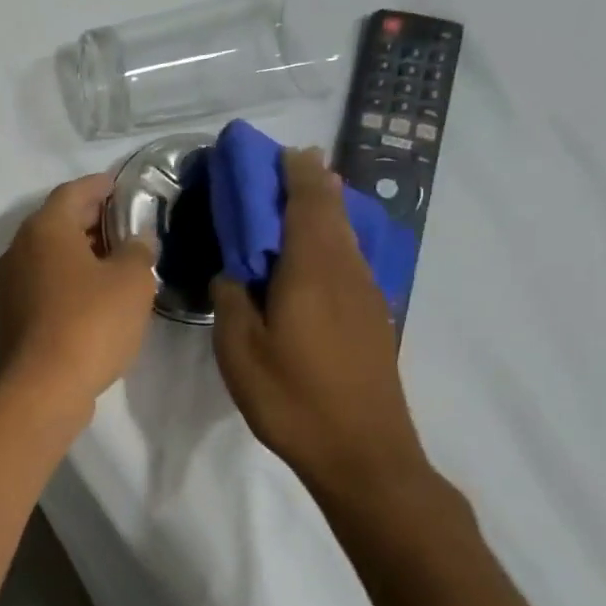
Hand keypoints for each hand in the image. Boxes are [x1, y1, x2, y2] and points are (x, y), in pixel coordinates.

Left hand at [0, 175, 156, 414]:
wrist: (42, 385)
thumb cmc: (90, 322)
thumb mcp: (132, 281)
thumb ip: (138, 250)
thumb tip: (135, 239)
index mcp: (45, 228)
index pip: (73, 192)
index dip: (99, 186)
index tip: (121, 185)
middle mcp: (20, 248)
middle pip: (57, 221)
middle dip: (91, 218)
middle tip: (126, 222)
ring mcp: (11, 282)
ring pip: (49, 253)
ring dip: (80, 250)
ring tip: (116, 257)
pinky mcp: (12, 312)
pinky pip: (44, 281)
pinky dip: (68, 277)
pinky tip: (94, 293)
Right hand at [212, 148, 430, 503]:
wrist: (363, 454)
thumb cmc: (292, 397)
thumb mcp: (239, 349)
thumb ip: (232, 299)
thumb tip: (233, 272)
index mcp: (313, 271)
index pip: (308, 204)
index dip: (296, 173)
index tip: (280, 151)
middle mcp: (347, 273)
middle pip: (333, 213)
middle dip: (312, 185)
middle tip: (285, 169)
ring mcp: (366, 297)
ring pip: (346, 237)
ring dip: (324, 212)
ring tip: (298, 201)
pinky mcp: (373, 320)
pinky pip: (350, 262)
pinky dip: (330, 242)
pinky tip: (313, 257)